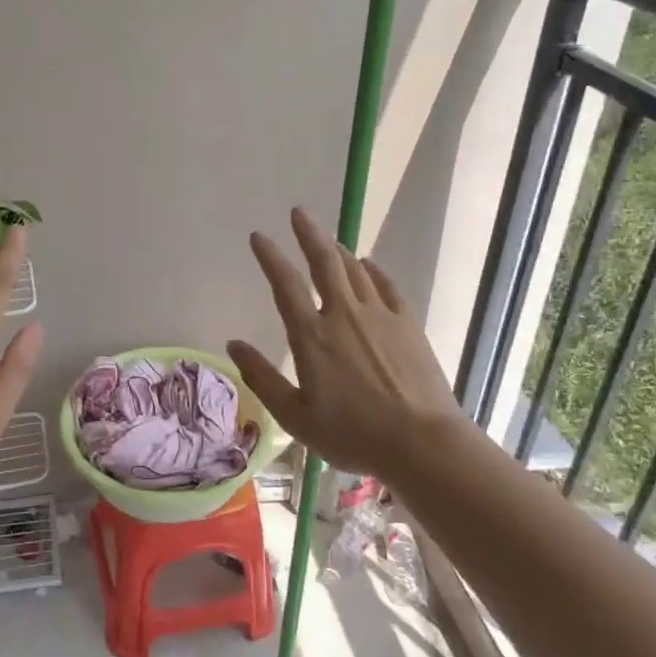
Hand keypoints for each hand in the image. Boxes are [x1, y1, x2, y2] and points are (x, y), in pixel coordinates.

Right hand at [227, 208, 460, 483]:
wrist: (422, 443)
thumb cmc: (353, 435)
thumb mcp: (295, 416)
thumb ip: (262, 378)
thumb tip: (233, 345)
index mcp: (311, 336)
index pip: (285, 284)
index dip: (270, 256)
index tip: (259, 236)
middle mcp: (343, 314)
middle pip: (324, 262)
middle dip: (308, 233)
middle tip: (299, 212)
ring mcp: (379, 316)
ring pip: (355, 269)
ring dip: (338, 250)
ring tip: (328, 240)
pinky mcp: (408, 324)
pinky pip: (386, 285)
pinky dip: (373, 270)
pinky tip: (368, 265)